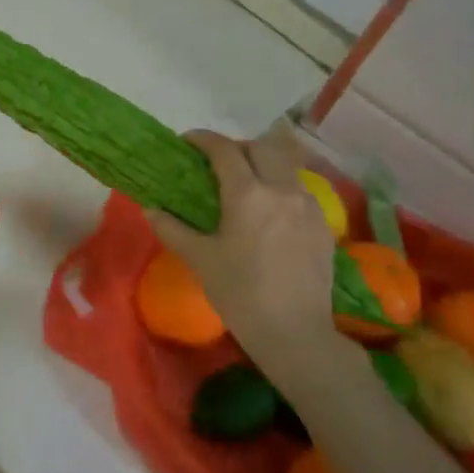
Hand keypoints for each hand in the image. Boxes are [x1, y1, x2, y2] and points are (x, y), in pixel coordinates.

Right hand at [145, 131, 338, 371]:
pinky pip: (300, 191)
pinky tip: (269, 214)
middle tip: (217, 163)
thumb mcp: (200, 260)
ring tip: (245, 185)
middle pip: (261, 147)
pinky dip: (280, 188)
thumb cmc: (240, 294)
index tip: (187, 142)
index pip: (224, 150)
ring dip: (262, 165)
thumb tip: (150, 209)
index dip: (203, 140)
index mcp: (248, 194)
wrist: (295, 332)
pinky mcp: (323, 225)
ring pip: (285, 166)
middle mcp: (282, 190)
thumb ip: (172, 228)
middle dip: (237, 147)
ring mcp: (309, 206)